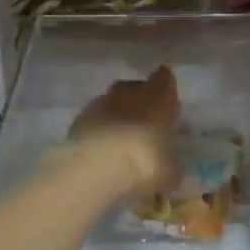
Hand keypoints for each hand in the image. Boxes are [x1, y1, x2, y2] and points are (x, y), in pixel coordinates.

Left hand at [67, 65, 180, 194]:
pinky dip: (99, 132)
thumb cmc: (145, 162)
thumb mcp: (170, 171)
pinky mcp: (78, 120)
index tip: (168, 103)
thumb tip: (171, 167)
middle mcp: (129, 92)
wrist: (95, 168)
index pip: (164, 78)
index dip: (166, 88)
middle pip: (136, 89)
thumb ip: (171, 163)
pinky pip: (94, 121)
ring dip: (117, 117)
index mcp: (158, 95)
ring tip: (122, 142)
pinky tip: (102, 152)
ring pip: (112, 104)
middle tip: (146, 126)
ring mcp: (100, 103)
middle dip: (140, 103)